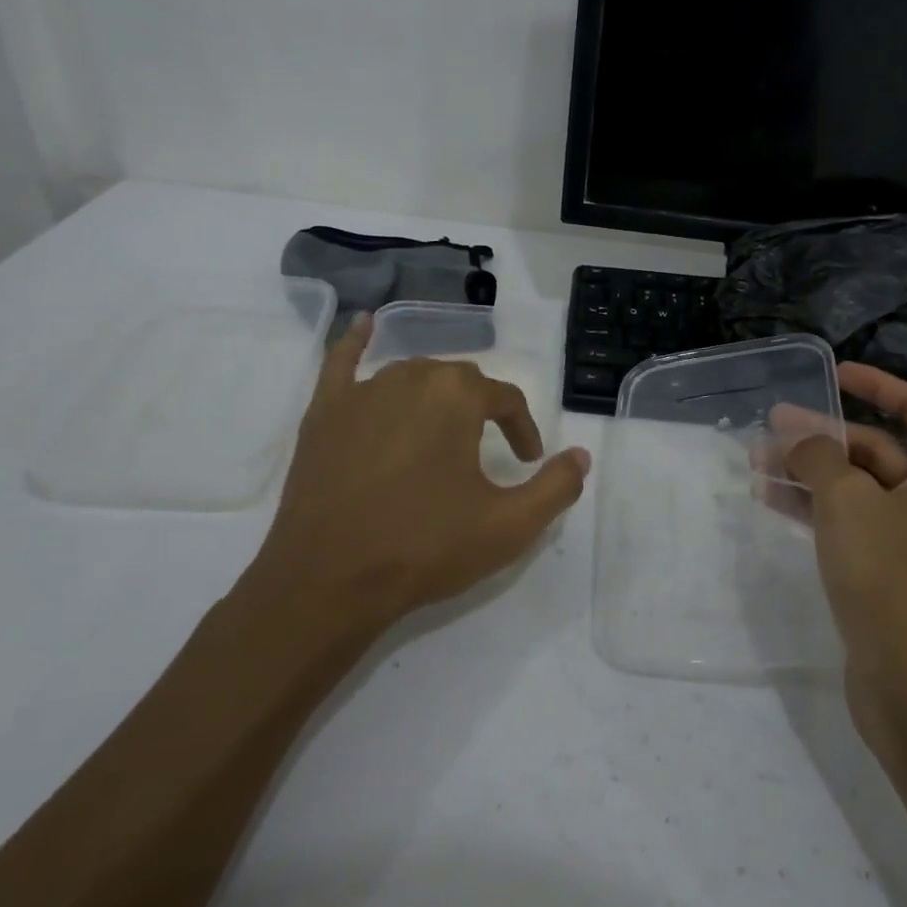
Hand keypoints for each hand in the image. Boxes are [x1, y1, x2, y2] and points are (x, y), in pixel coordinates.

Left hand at [246, 315, 590, 642]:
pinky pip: (341, 363)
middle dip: (481, 412)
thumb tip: (582, 456)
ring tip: (444, 433)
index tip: (528, 463)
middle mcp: (410, 377)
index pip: (506, 399)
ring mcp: (360, 392)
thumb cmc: (426, 547)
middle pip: (460, 383)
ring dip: (435, 398)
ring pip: (411, 377)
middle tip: (488, 454)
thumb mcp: (510, 526)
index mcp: (457, 396)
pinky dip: (355, 343)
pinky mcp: (323, 413)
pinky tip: (362, 324)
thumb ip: (557, 487)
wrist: (329, 581)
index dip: (524, 430)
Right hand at [785, 363, 906, 742]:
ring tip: (756, 465)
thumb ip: (819, 456)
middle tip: (768, 430)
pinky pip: (854, 523)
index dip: (874, 383)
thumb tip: (800, 438)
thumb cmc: (891, 577)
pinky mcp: (895, 571)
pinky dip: (817, 509)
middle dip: (821, 438)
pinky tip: (772, 502)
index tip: (833, 373)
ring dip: (810, 474)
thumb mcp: (847, 501)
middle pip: (878, 448)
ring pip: (859, 487)